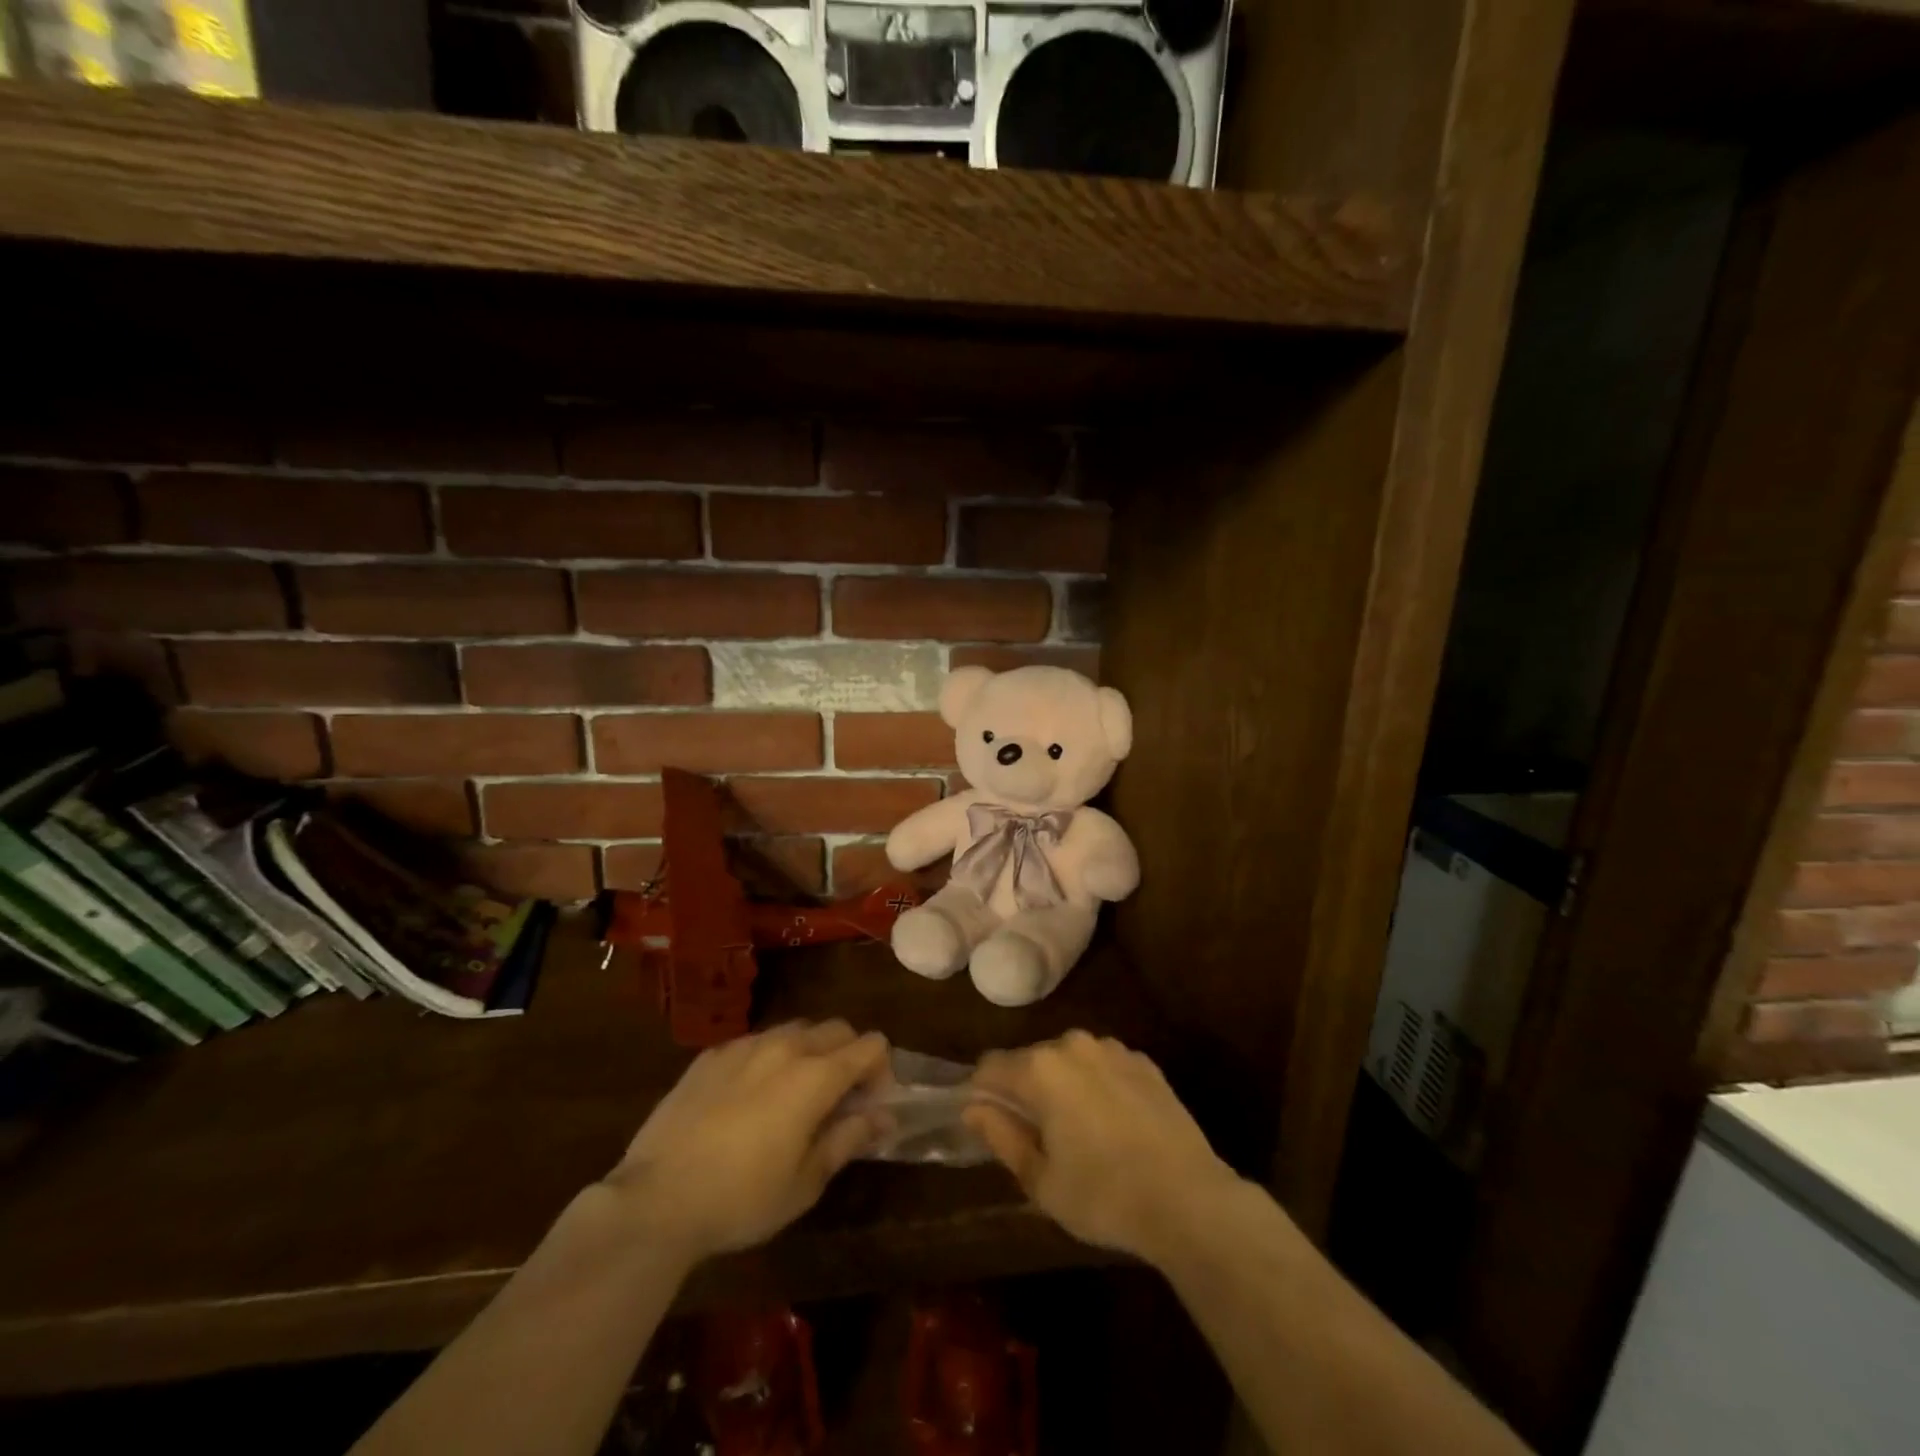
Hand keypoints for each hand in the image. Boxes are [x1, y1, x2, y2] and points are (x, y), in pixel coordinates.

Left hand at [602, 1021, 889, 1264]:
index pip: (870, 1045)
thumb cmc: (742, 1199)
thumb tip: (883, 1117)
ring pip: (794, 1030)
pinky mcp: (710, 1056)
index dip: (880, 1071)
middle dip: (849, 1055)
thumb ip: (848, 1139)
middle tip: (838, 1099)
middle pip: (836, 1028)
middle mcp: (785, 1046)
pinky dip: (767, 1060)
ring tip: (793, 1096)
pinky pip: (754, 1043)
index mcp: (816, 1075)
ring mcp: (744, 1046)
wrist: (656, 1200)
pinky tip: (748, 1099)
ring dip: (809, 1052)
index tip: (869, 1105)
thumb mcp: (806, 1182)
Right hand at [966, 1031, 1240, 1264]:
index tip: (988, 1124)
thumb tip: (973, 1108)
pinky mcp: (1144, 1062)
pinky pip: (1103, 1066)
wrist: (1190, 1200)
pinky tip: (1113, 1125)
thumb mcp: (1041, 1181)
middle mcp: (1072, 1044)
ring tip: (1077, 1132)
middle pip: (1030, 1060)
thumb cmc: (1104, 1196)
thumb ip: (1001, 1136)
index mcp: (1040, 1069)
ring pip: (1068, 1060)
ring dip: (1062, 1085)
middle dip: (1024, 1090)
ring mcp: (1112, 1049)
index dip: (981, 1094)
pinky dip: (1096, 1086)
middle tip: (1035, 1137)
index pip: (990, 1067)